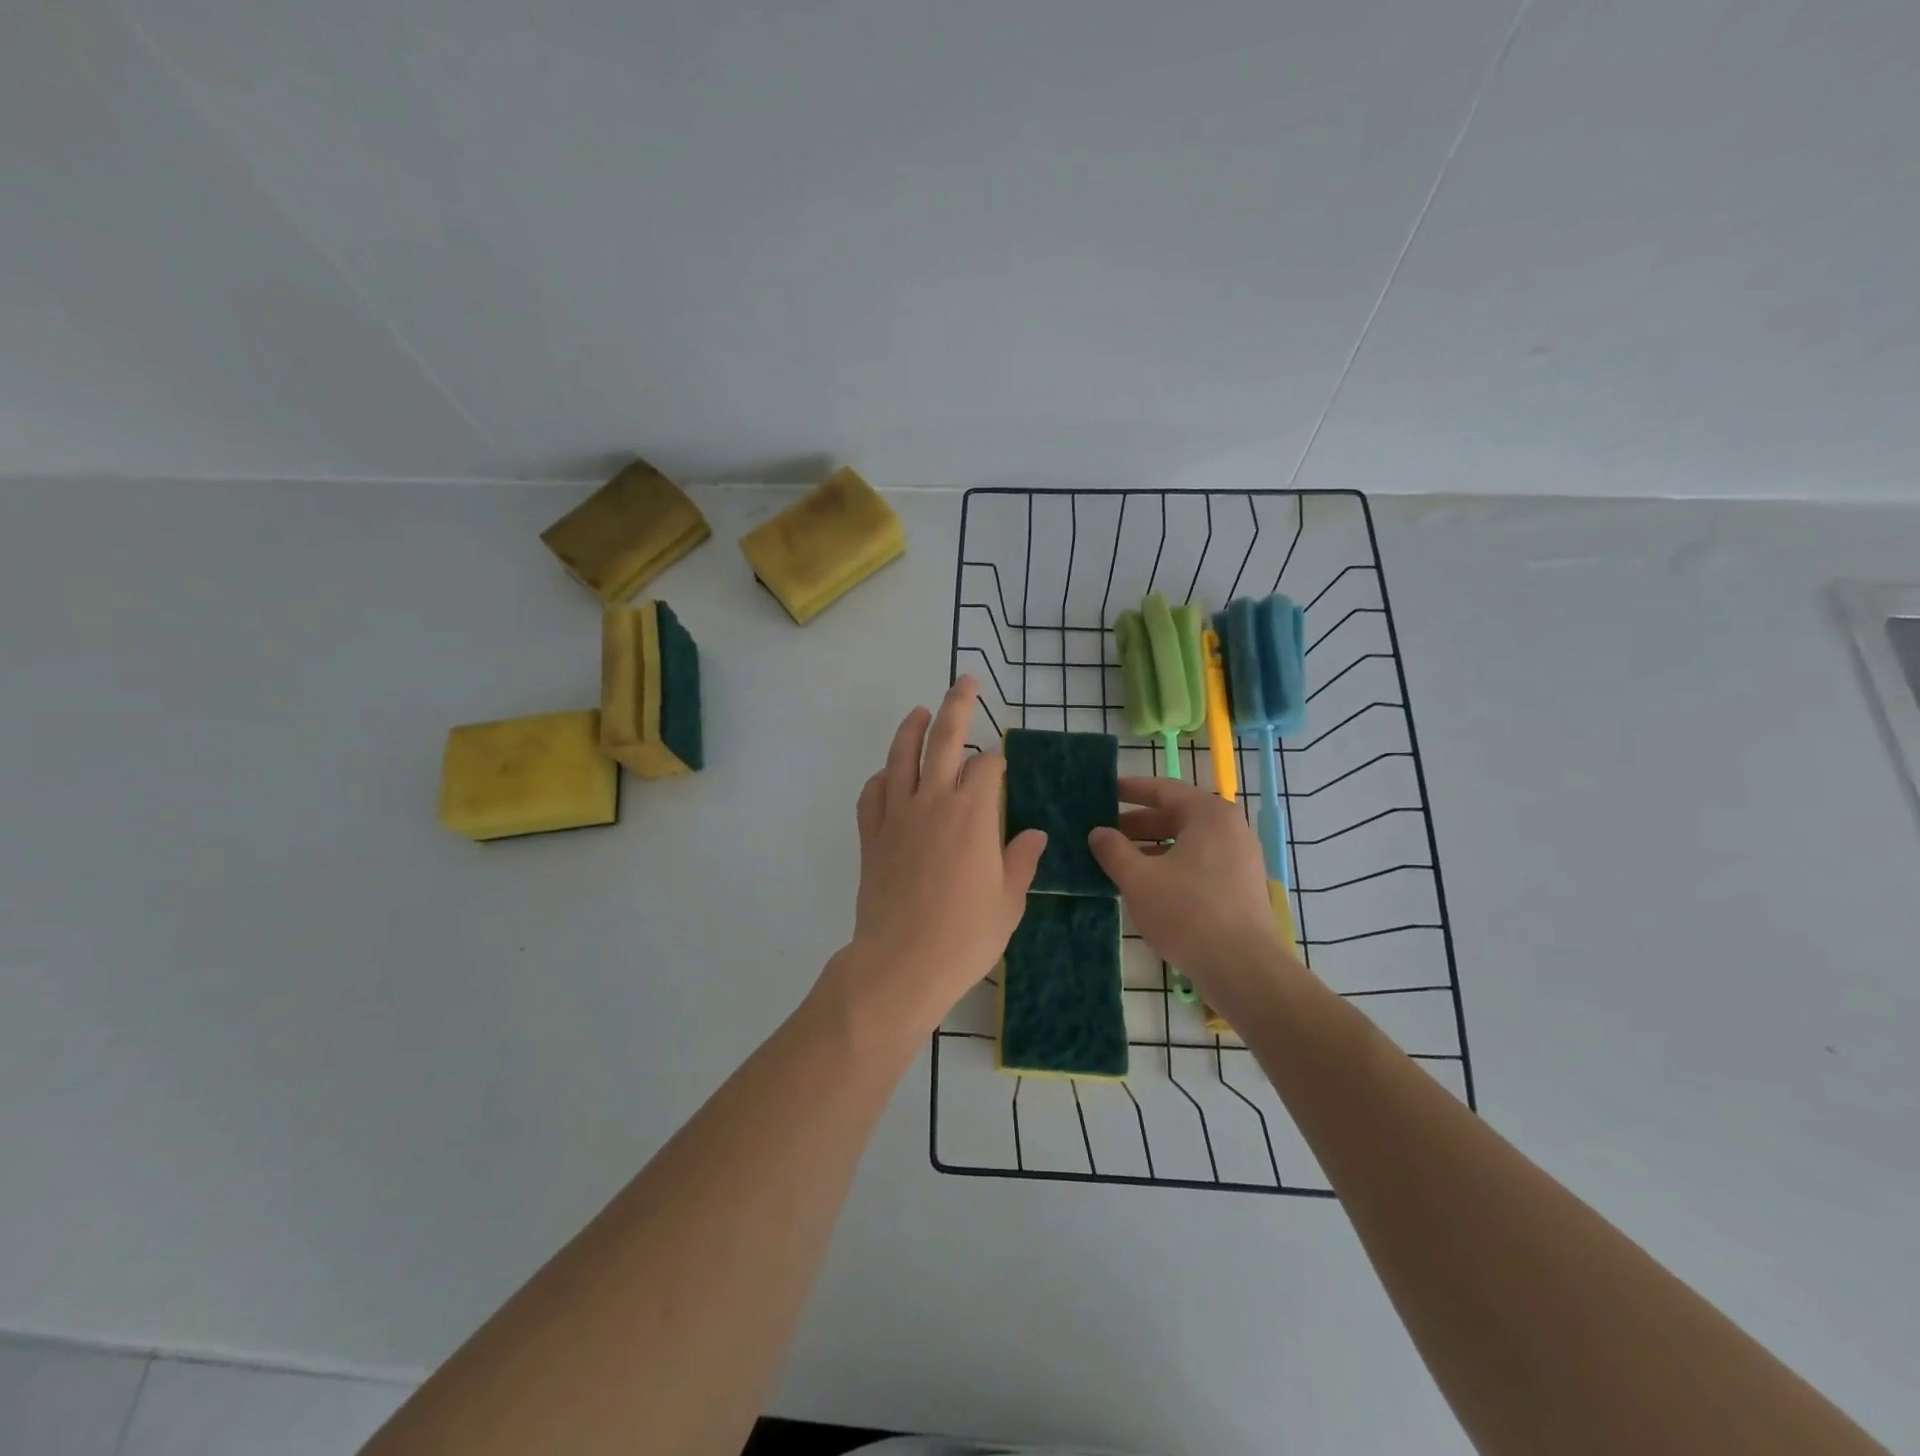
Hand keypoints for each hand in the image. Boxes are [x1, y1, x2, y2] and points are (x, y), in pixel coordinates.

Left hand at [822, 676, 1046, 1041]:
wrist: (901, 963)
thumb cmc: (964, 936)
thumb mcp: (1008, 902)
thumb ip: (1021, 861)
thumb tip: (1036, 833)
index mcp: (974, 814)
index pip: (987, 766)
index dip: (997, 759)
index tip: (1002, 764)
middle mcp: (934, 800)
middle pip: (944, 738)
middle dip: (958, 704)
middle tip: (965, 681)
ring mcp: (897, 814)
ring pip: (901, 756)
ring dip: (911, 728)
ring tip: (919, 710)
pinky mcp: (871, 834)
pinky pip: (872, 793)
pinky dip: (881, 777)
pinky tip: (888, 775)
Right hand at [1088, 777, 1293, 1006]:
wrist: (1242, 968)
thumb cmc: (1187, 912)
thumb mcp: (1138, 879)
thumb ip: (1113, 850)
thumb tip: (1098, 833)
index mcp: (1208, 814)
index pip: (1163, 789)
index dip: (1129, 790)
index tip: (1103, 793)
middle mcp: (1229, 828)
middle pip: (1175, 815)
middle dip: (1137, 824)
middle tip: (1103, 833)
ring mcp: (1239, 858)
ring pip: (1186, 842)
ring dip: (1151, 848)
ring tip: (1118, 862)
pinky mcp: (1241, 886)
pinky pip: (1199, 863)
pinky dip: (1171, 866)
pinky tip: (1146, 885)